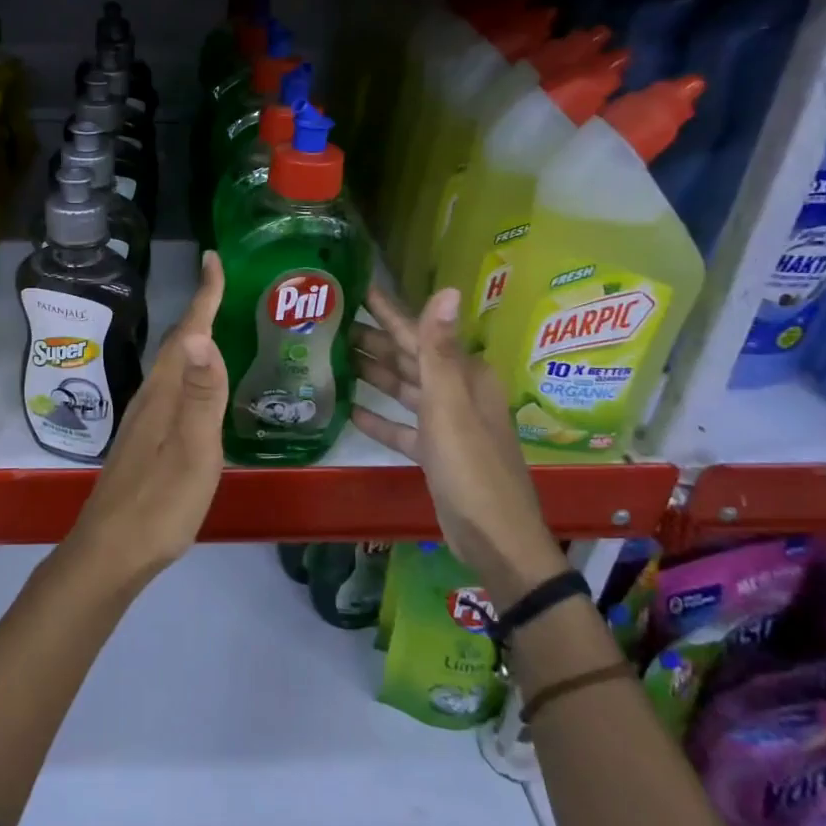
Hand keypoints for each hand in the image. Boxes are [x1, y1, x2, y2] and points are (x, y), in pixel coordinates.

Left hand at [64, 250, 228, 583]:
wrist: (111, 550)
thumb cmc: (160, 503)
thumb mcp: (193, 451)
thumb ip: (202, 395)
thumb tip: (204, 334)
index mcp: (165, 393)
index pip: (188, 333)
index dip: (204, 296)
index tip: (213, 259)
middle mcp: (151, 397)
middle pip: (179, 343)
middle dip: (200, 309)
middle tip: (223, 284)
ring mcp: (144, 419)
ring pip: (173, 365)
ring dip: (193, 339)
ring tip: (216, 323)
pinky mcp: (144, 439)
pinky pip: (172, 387)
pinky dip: (189, 370)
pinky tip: (197, 385)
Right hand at [350, 286, 564, 608]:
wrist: (494, 537)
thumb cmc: (471, 467)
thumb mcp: (450, 405)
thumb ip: (439, 349)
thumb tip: (448, 289)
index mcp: (463, 375)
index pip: (418, 332)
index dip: (387, 311)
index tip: (356, 287)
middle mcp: (456, 392)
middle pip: (407, 358)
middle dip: (372, 339)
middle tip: (330, 320)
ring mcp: (446, 423)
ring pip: (403, 389)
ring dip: (372, 373)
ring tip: (333, 356)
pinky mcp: (435, 452)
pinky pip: (401, 426)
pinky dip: (379, 417)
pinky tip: (349, 409)